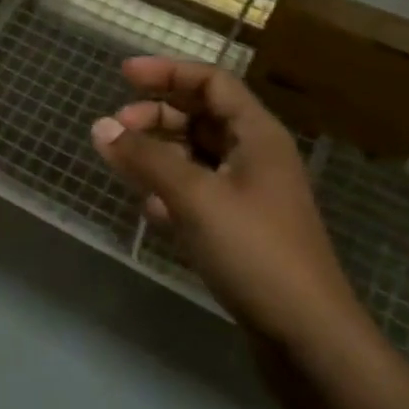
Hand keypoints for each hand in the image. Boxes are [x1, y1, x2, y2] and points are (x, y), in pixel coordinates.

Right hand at [91, 57, 360, 342]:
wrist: (308, 337)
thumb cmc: (255, 251)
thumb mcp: (194, 197)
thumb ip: (146, 158)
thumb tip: (100, 126)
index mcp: (258, 136)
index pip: (212, 83)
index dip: (168, 72)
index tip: (123, 74)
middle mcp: (257, 157)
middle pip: (202, 117)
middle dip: (157, 115)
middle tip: (116, 128)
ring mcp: (251, 195)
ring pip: (197, 156)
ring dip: (160, 153)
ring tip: (123, 163)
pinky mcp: (242, 230)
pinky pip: (199, 193)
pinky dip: (171, 190)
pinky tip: (149, 208)